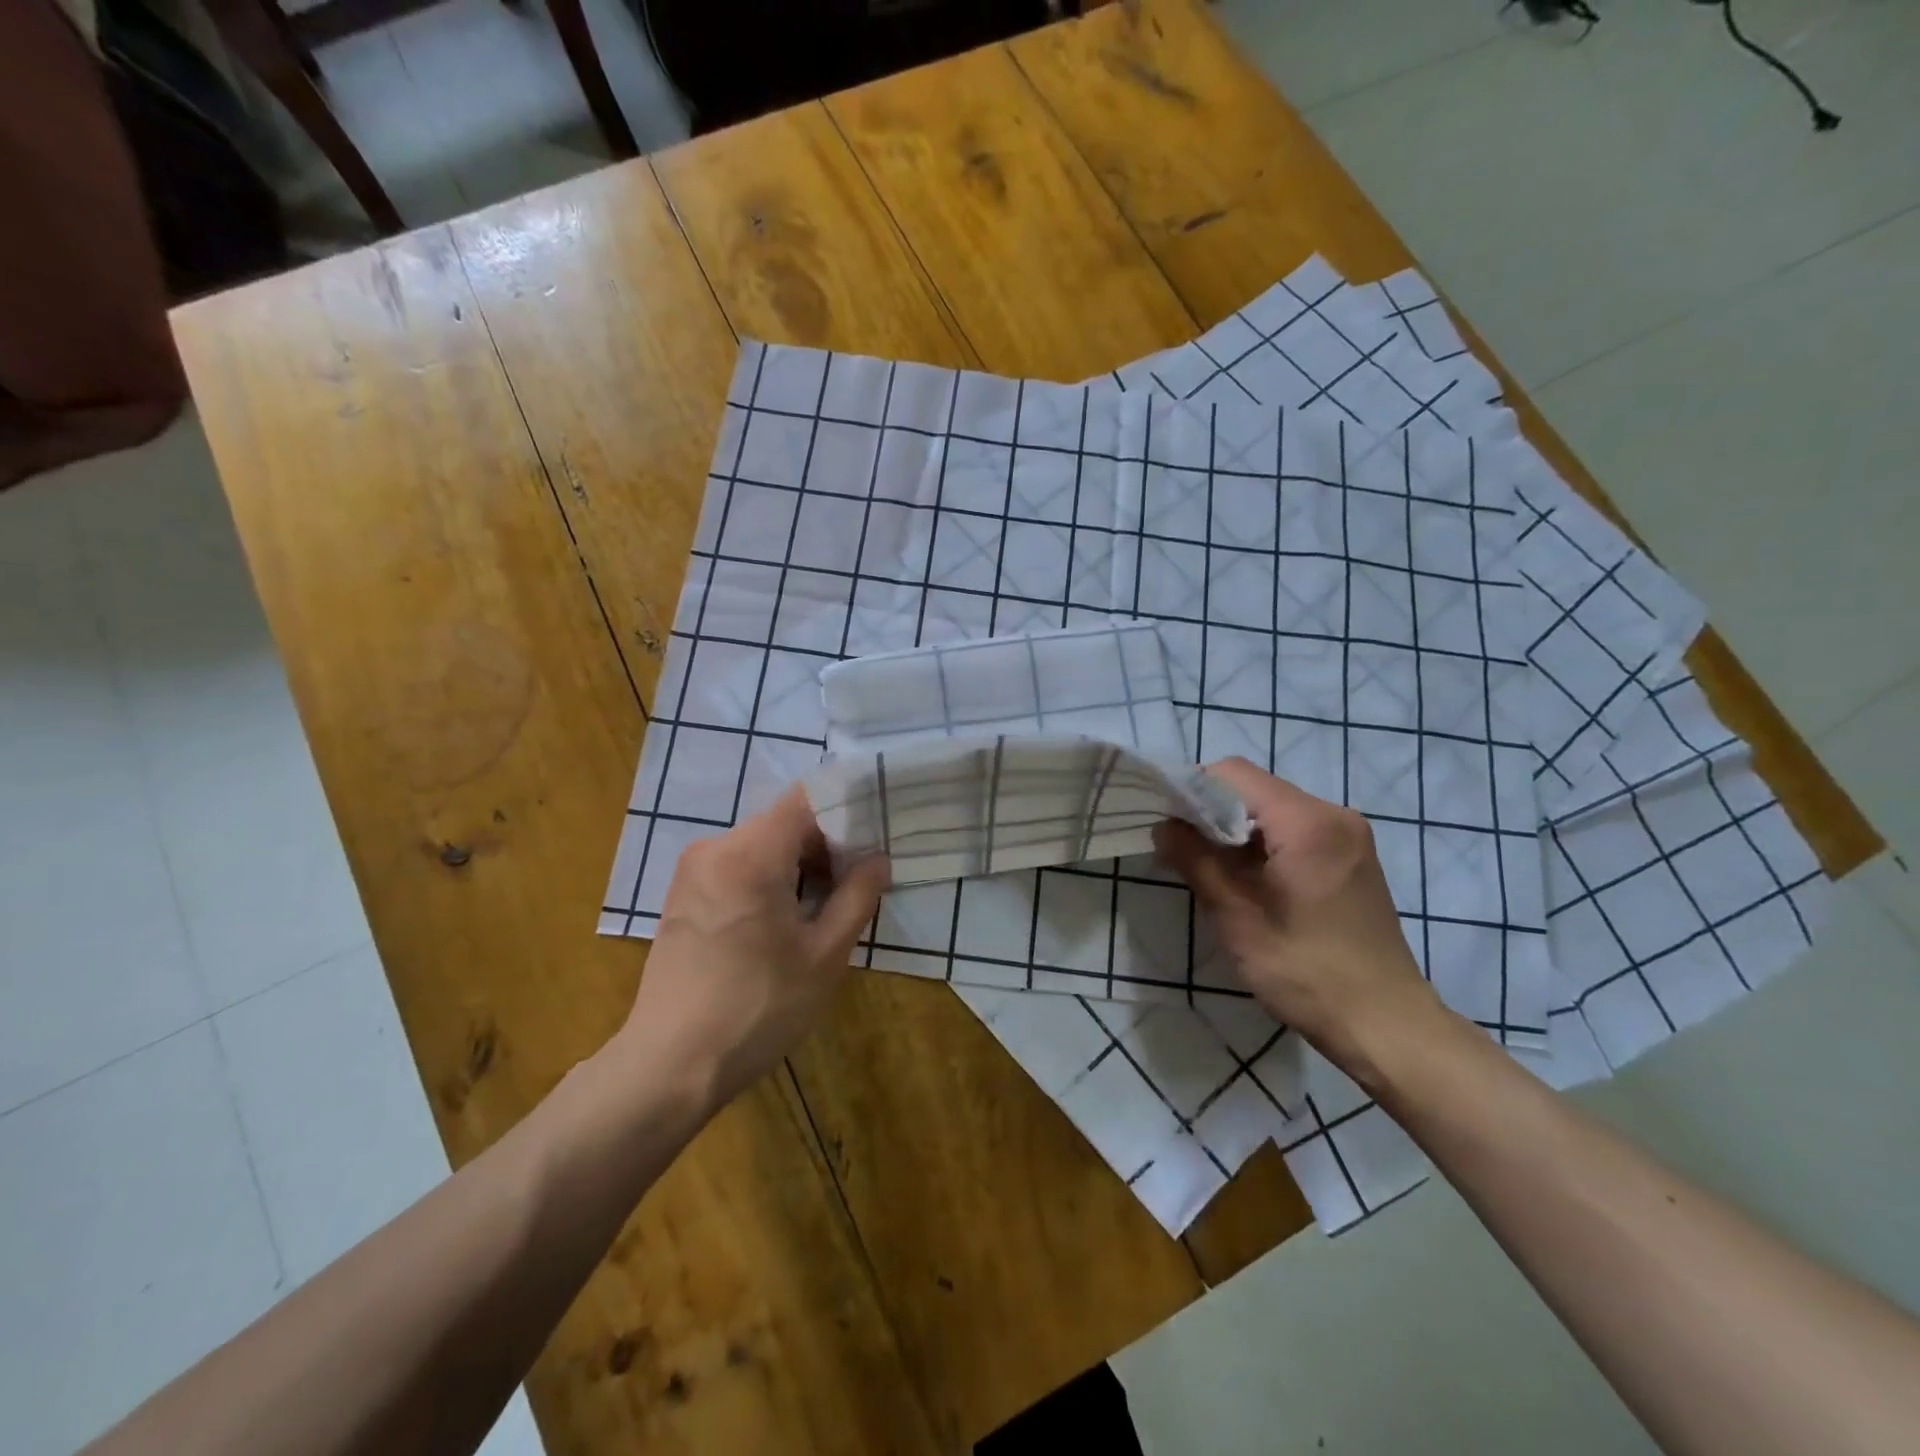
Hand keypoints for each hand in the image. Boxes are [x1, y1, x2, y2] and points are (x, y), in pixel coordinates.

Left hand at [614, 788, 888, 1111]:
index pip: (807, 800)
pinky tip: (782, 923)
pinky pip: (736, 866)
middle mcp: (715, 848)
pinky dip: (767, 878)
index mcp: (751, 853)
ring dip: (796, 865)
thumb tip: (877, 860)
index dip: (845, 813)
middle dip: (824, 846)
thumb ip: (857, 896)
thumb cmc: (758, 1008)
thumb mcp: (825, 955)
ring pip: (761, 845)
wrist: (670, 1067)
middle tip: (855, 884)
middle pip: (783, 822)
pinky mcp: (681, 896)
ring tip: (822, 909)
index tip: (872, 842)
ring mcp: (692, 871)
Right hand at [1153, 757, 1436, 1061]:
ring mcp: (1349, 835)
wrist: (1387, 1025)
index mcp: (1307, 821)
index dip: (1193, 789)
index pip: (1234, 773)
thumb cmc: (1306, 971)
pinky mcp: (1354, 857)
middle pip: (1255, 789)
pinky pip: (1297, 830)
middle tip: (1183, 851)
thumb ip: (1196, 861)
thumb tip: (1163, 826)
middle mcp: (1334, 814)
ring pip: (1275, 810)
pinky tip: (1251, 881)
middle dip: (1213, 812)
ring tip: (1213, 870)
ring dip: (1238, 831)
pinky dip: (1265, 844)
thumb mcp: (1237, 917)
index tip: (1168, 822)